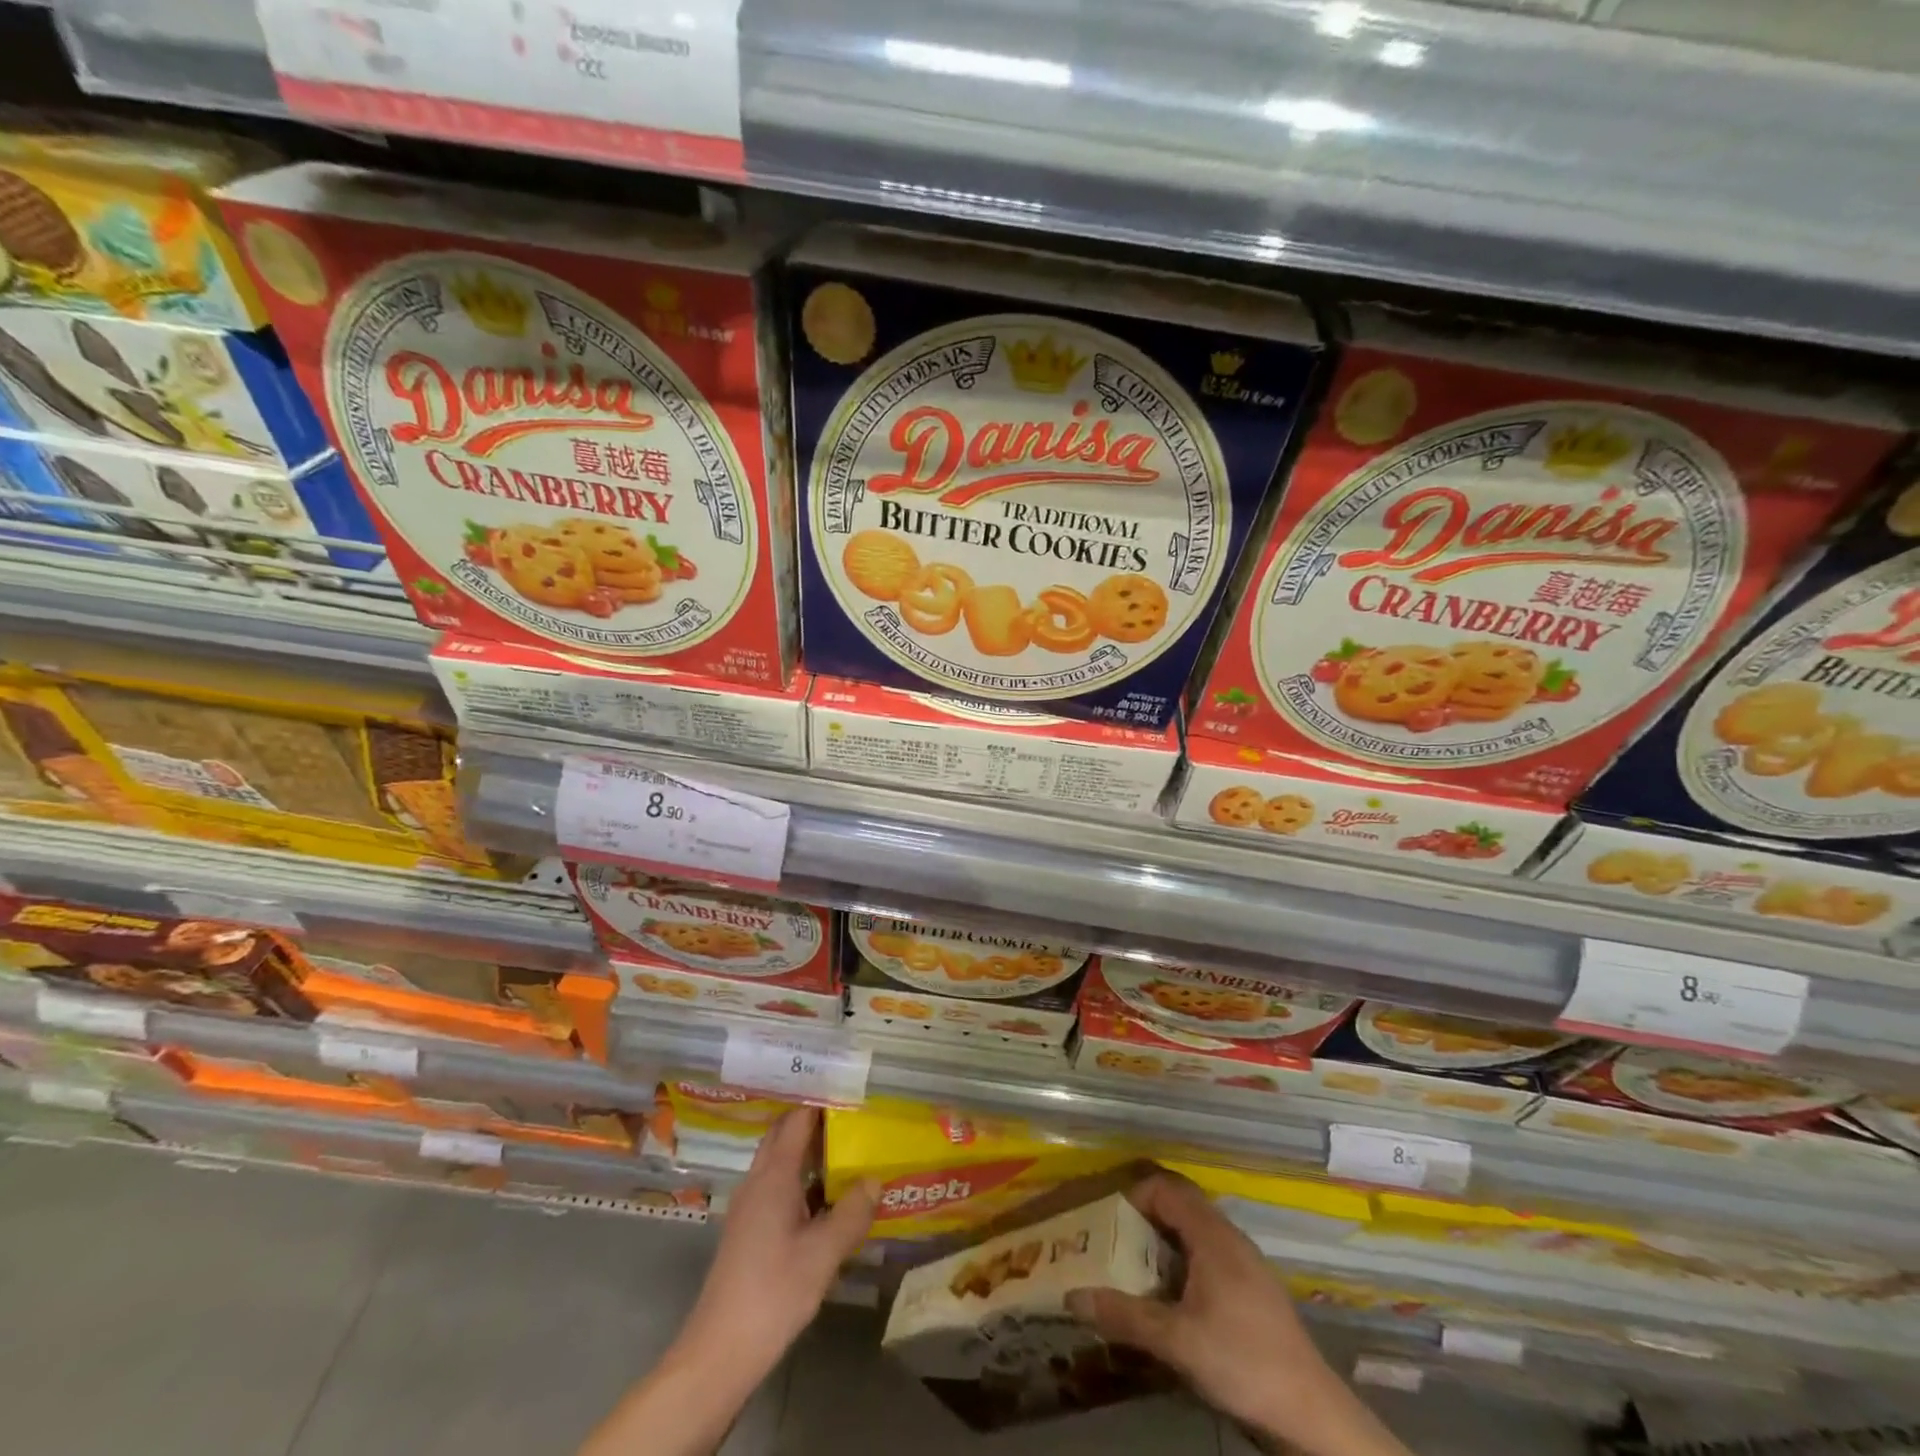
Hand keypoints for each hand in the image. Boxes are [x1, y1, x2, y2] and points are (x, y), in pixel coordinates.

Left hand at [579, 1109, 875, 1455]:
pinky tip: (824, 1200)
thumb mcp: (823, 1254)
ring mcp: (749, 1207)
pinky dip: (800, 1181)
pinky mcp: (747, 1231)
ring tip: (845, 1153)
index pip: (797, 1120)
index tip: (851, 1094)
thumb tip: (874, 1179)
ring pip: (779, 1162)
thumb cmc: (773, 1293)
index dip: (822, 1103)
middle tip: (851, 1119)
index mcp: (774, 1175)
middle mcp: (758, 1181)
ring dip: (807, 1153)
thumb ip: (852, 1213)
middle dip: (814, 1122)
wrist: (720, 1352)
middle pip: (784, 1135)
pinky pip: (776, 1187)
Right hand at [1066, 1172, 1407, 1455]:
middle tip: (1113, 1246)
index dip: (1134, 1196)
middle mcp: (1229, 1238)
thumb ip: (1125, 1316)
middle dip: (1143, 1221)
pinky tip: (1172, 1304)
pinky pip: (1208, 1258)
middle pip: (1179, 1207)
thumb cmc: (1242, 1362)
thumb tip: (1073, 1297)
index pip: (1166, 1188)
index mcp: (1212, 1235)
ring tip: (1135, 1275)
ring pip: (1194, 1234)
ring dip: (1162, 1246)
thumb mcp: (1176, 1341)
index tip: (1108, 1223)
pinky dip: (1182, 1266)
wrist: (1312, 1414)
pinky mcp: (1253, 1291)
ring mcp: (1245, 1264)